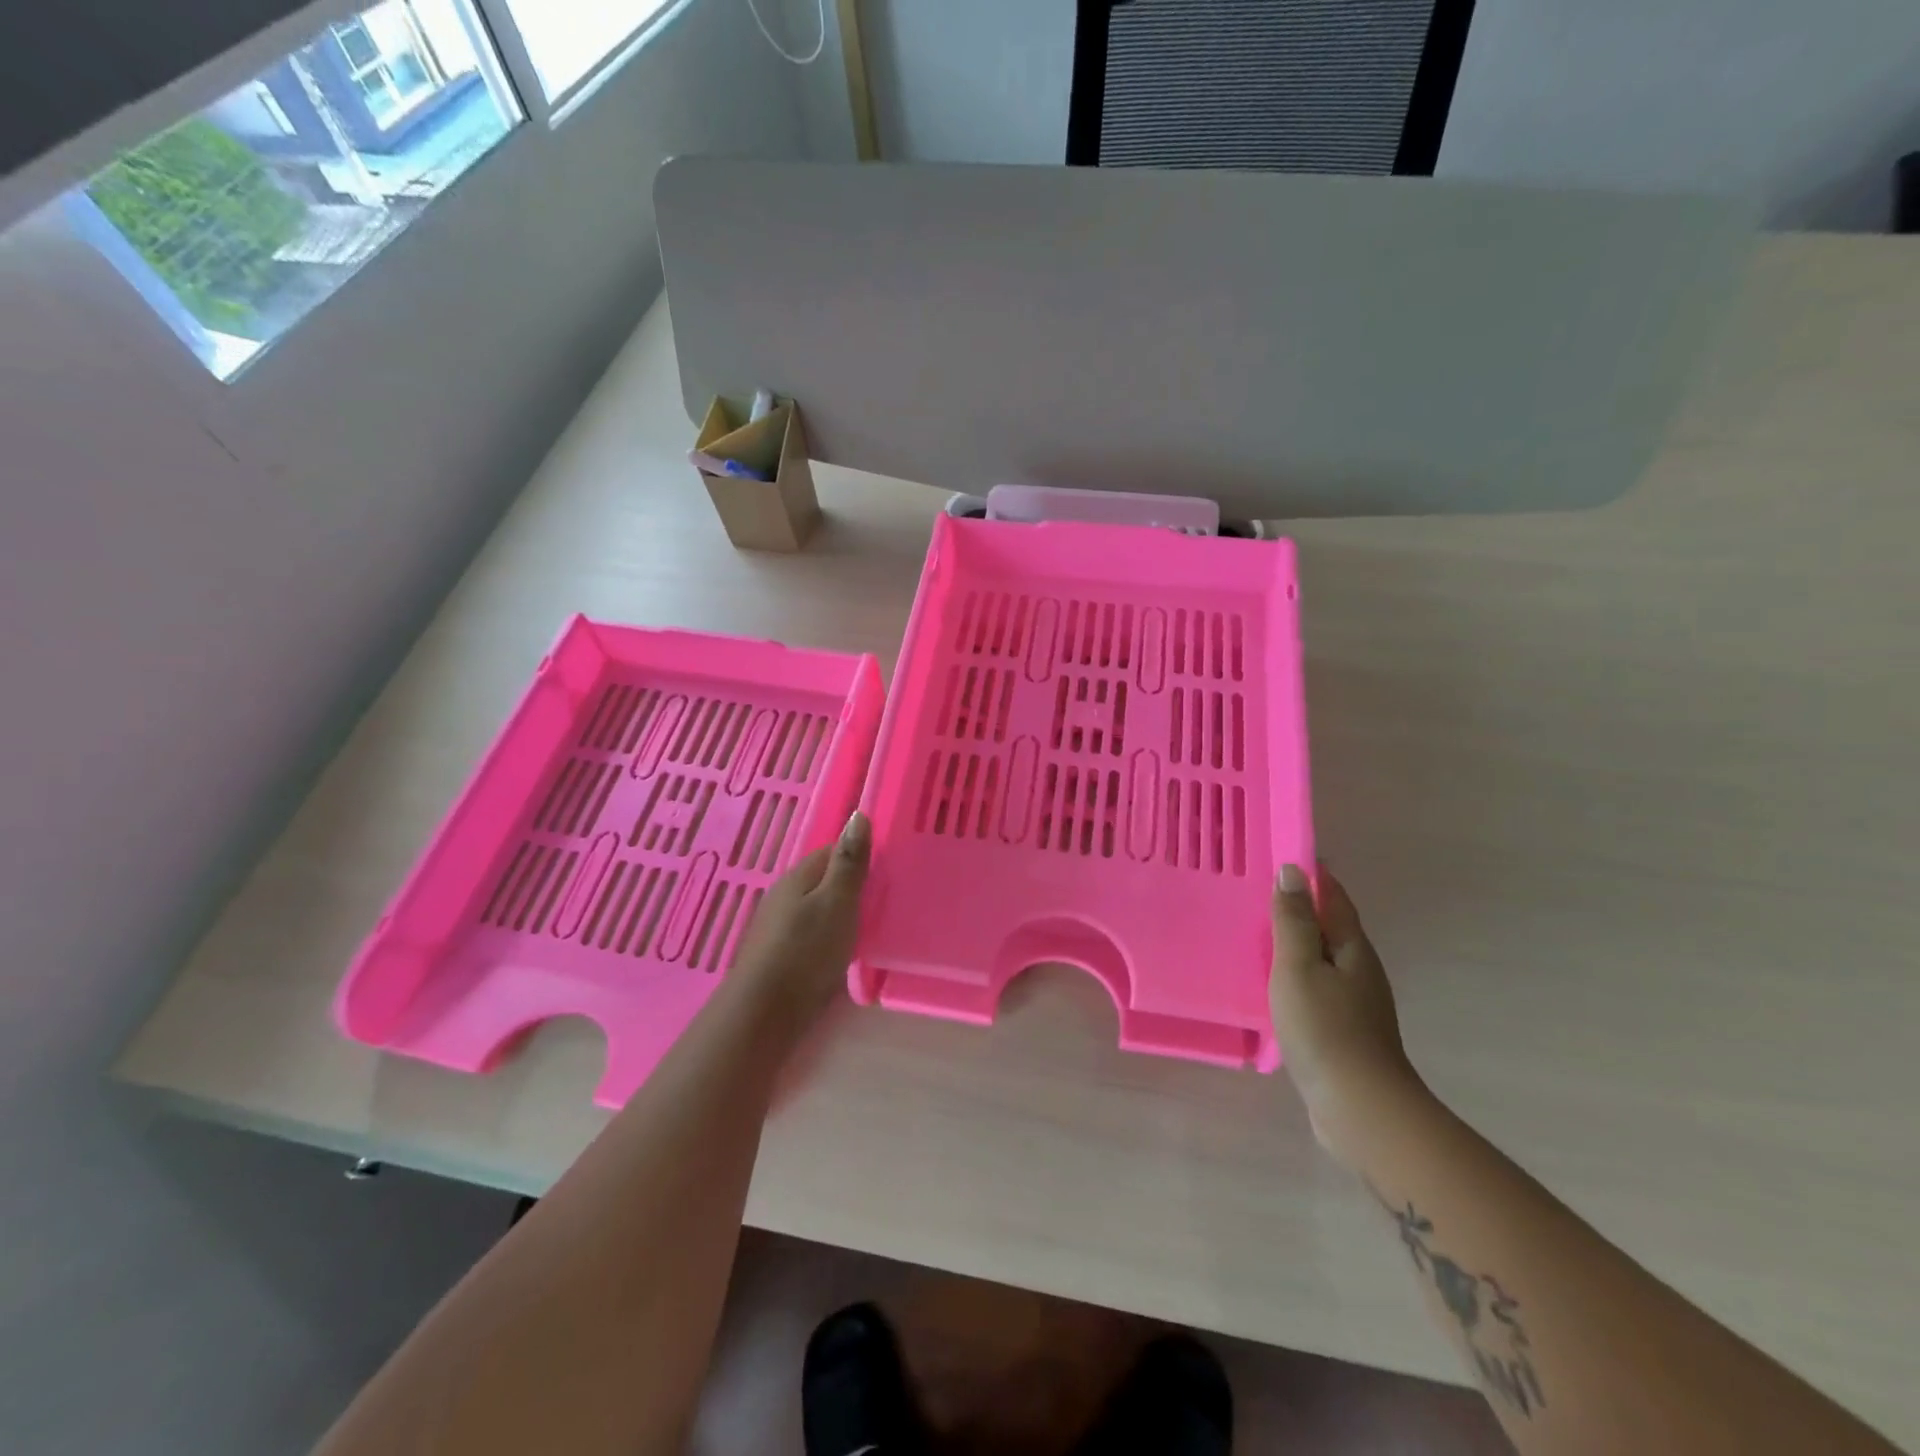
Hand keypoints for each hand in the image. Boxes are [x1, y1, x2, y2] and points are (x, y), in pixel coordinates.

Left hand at [726, 811, 871, 1030]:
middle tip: (885, 901)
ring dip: (840, 914)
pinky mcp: (780, 956)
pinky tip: (842, 953)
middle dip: (851, 887)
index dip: (860, 857)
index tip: (887, 872)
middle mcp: (784, 896)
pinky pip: (811, 934)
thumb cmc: (807, 950)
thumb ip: (849, 862)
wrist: (765, 1013)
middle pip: (824, 881)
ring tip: (870, 928)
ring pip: (817, 909)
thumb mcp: (838, 901)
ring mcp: (778, 927)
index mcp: (798, 876)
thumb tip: (858, 814)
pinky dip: (829, 937)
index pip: (832, 851)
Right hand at [1270, 863, 1424, 1165]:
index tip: (1282, 855)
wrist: (1361, 1108)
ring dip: (1297, 942)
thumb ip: (1293, 921)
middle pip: (1330, 925)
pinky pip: (1317, 986)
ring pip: (1323, 957)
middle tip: (1258, 891)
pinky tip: (1273, 984)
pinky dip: (1296, 974)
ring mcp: (1355, 1002)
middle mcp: (1360, 969)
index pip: (1333, 896)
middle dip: (1301, 906)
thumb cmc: (1325, 1028)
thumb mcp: (1298, 966)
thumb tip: (1292, 872)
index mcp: (1352, 947)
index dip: (1312, 874)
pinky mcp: (1344, 1030)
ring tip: (1258, 933)